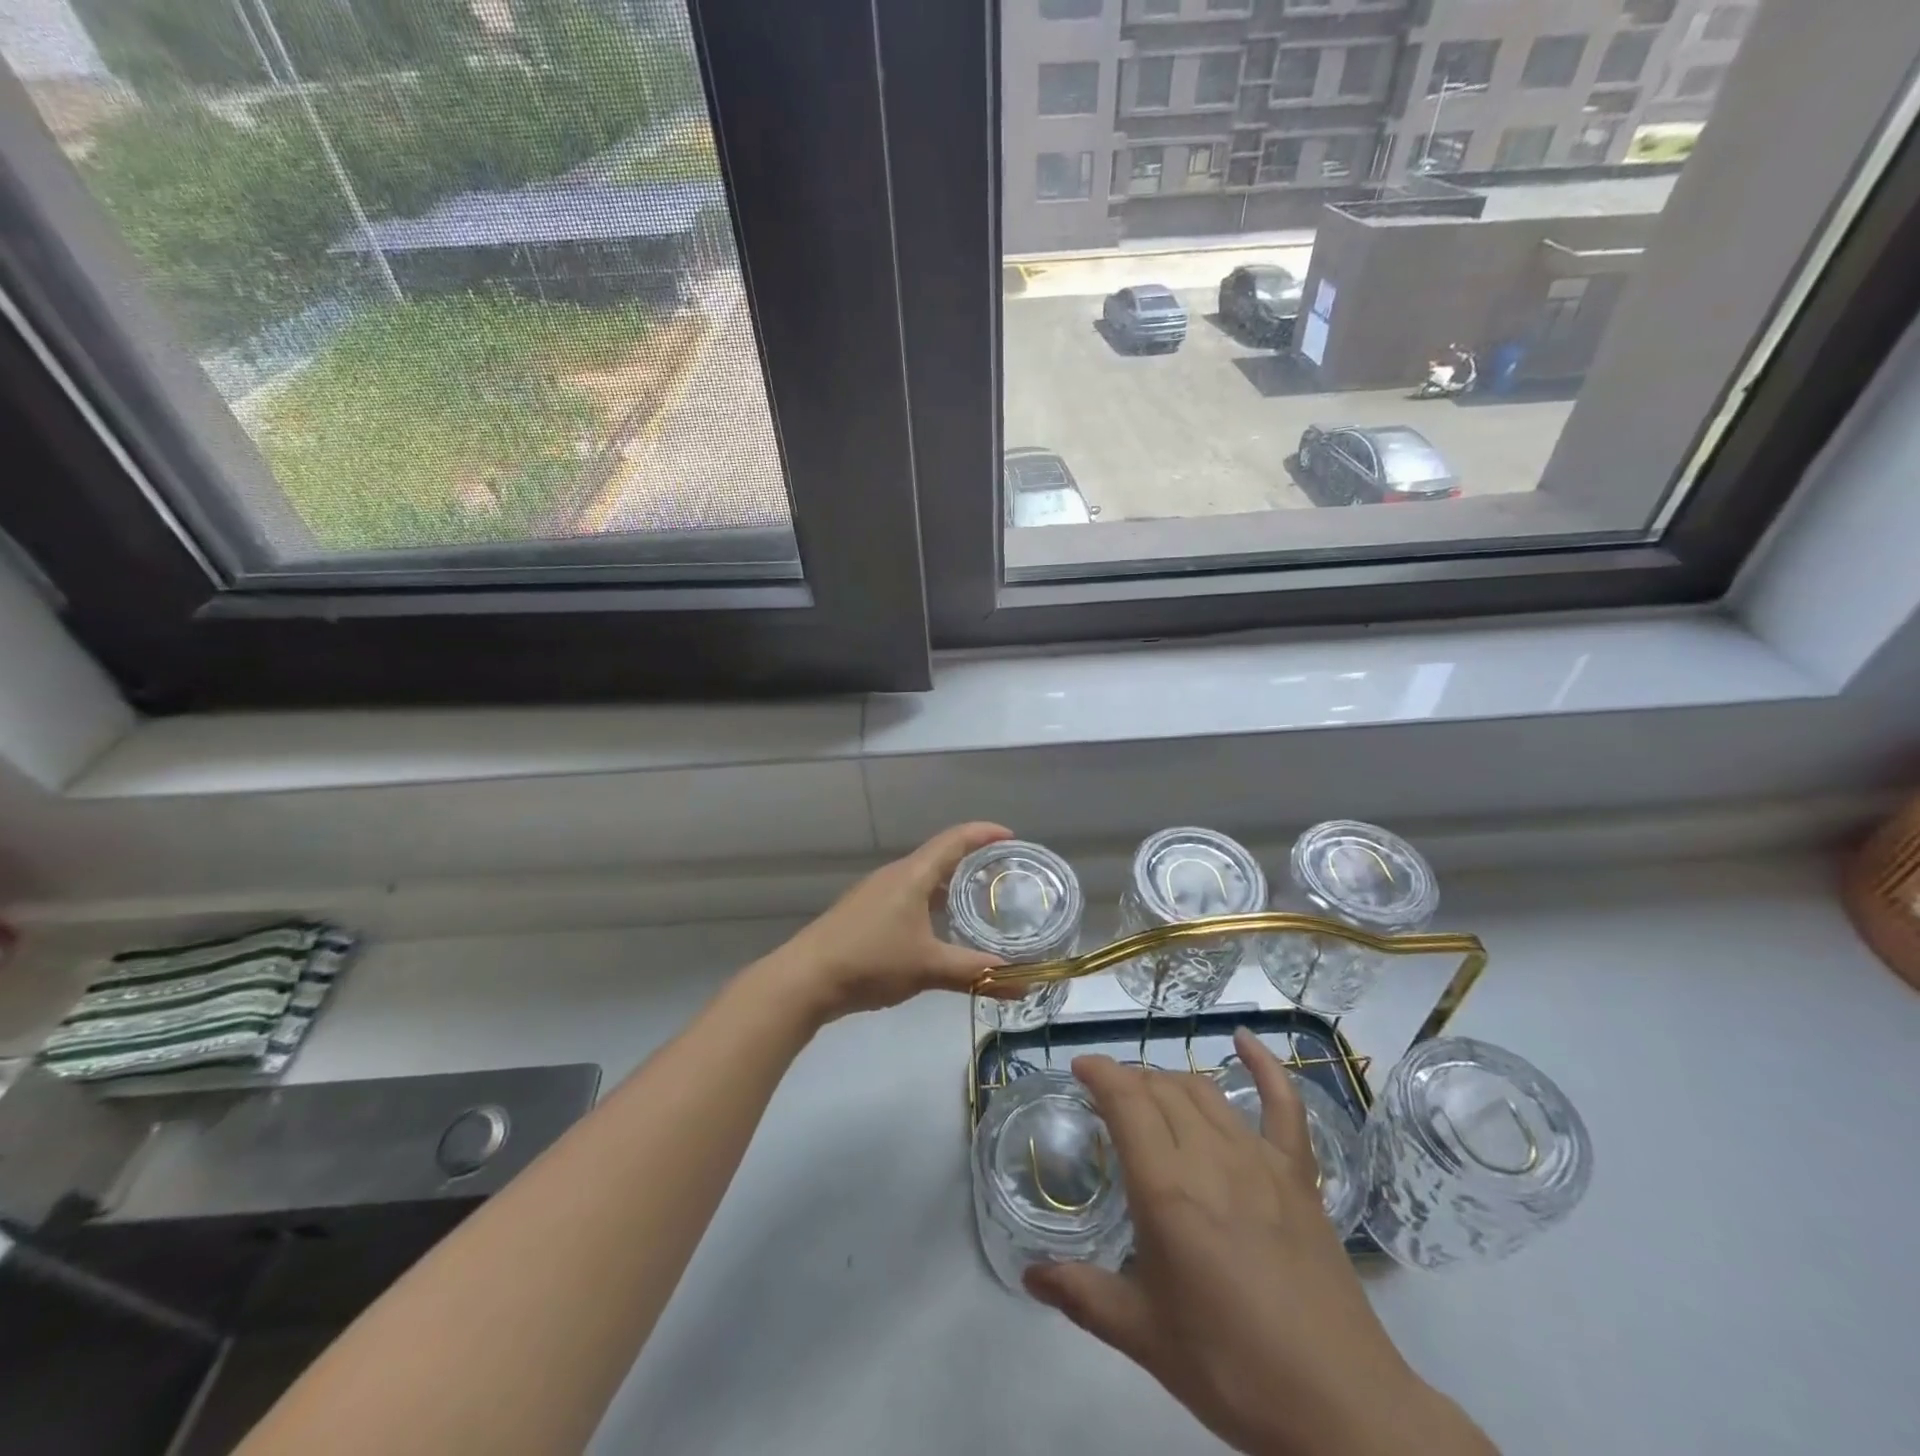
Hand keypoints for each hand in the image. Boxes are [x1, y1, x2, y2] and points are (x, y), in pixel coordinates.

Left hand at [765, 822, 1015, 1022]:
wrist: (805, 979)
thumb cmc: (871, 961)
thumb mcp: (929, 967)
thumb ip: (977, 973)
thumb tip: (1024, 984)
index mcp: (912, 875)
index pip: (954, 840)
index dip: (984, 833)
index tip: (1011, 837)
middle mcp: (894, 875)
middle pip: (939, 856)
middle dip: (971, 860)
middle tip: (1002, 874)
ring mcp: (875, 894)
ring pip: (921, 878)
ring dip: (949, 884)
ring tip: (977, 900)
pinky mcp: (864, 913)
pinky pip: (907, 896)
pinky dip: (930, 902)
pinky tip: (938, 928)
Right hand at [1026, 1031, 1496, 1455]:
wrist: (1341, 1410)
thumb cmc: (1232, 1370)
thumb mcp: (1145, 1337)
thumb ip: (1083, 1296)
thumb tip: (1029, 1276)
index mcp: (1166, 1189)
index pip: (1126, 1101)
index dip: (1099, 1073)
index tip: (1079, 1069)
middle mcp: (1210, 1157)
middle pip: (1161, 1089)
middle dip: (1129, 1081)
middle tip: (1109, 1100)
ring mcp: (1259, 1160)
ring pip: (1204, 1092)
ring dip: (1170, 1082)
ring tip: (1150, 1094)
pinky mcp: (1298, 1174)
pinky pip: (1284, 1103)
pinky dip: (1264, 1064)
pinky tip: (1244, 1039)